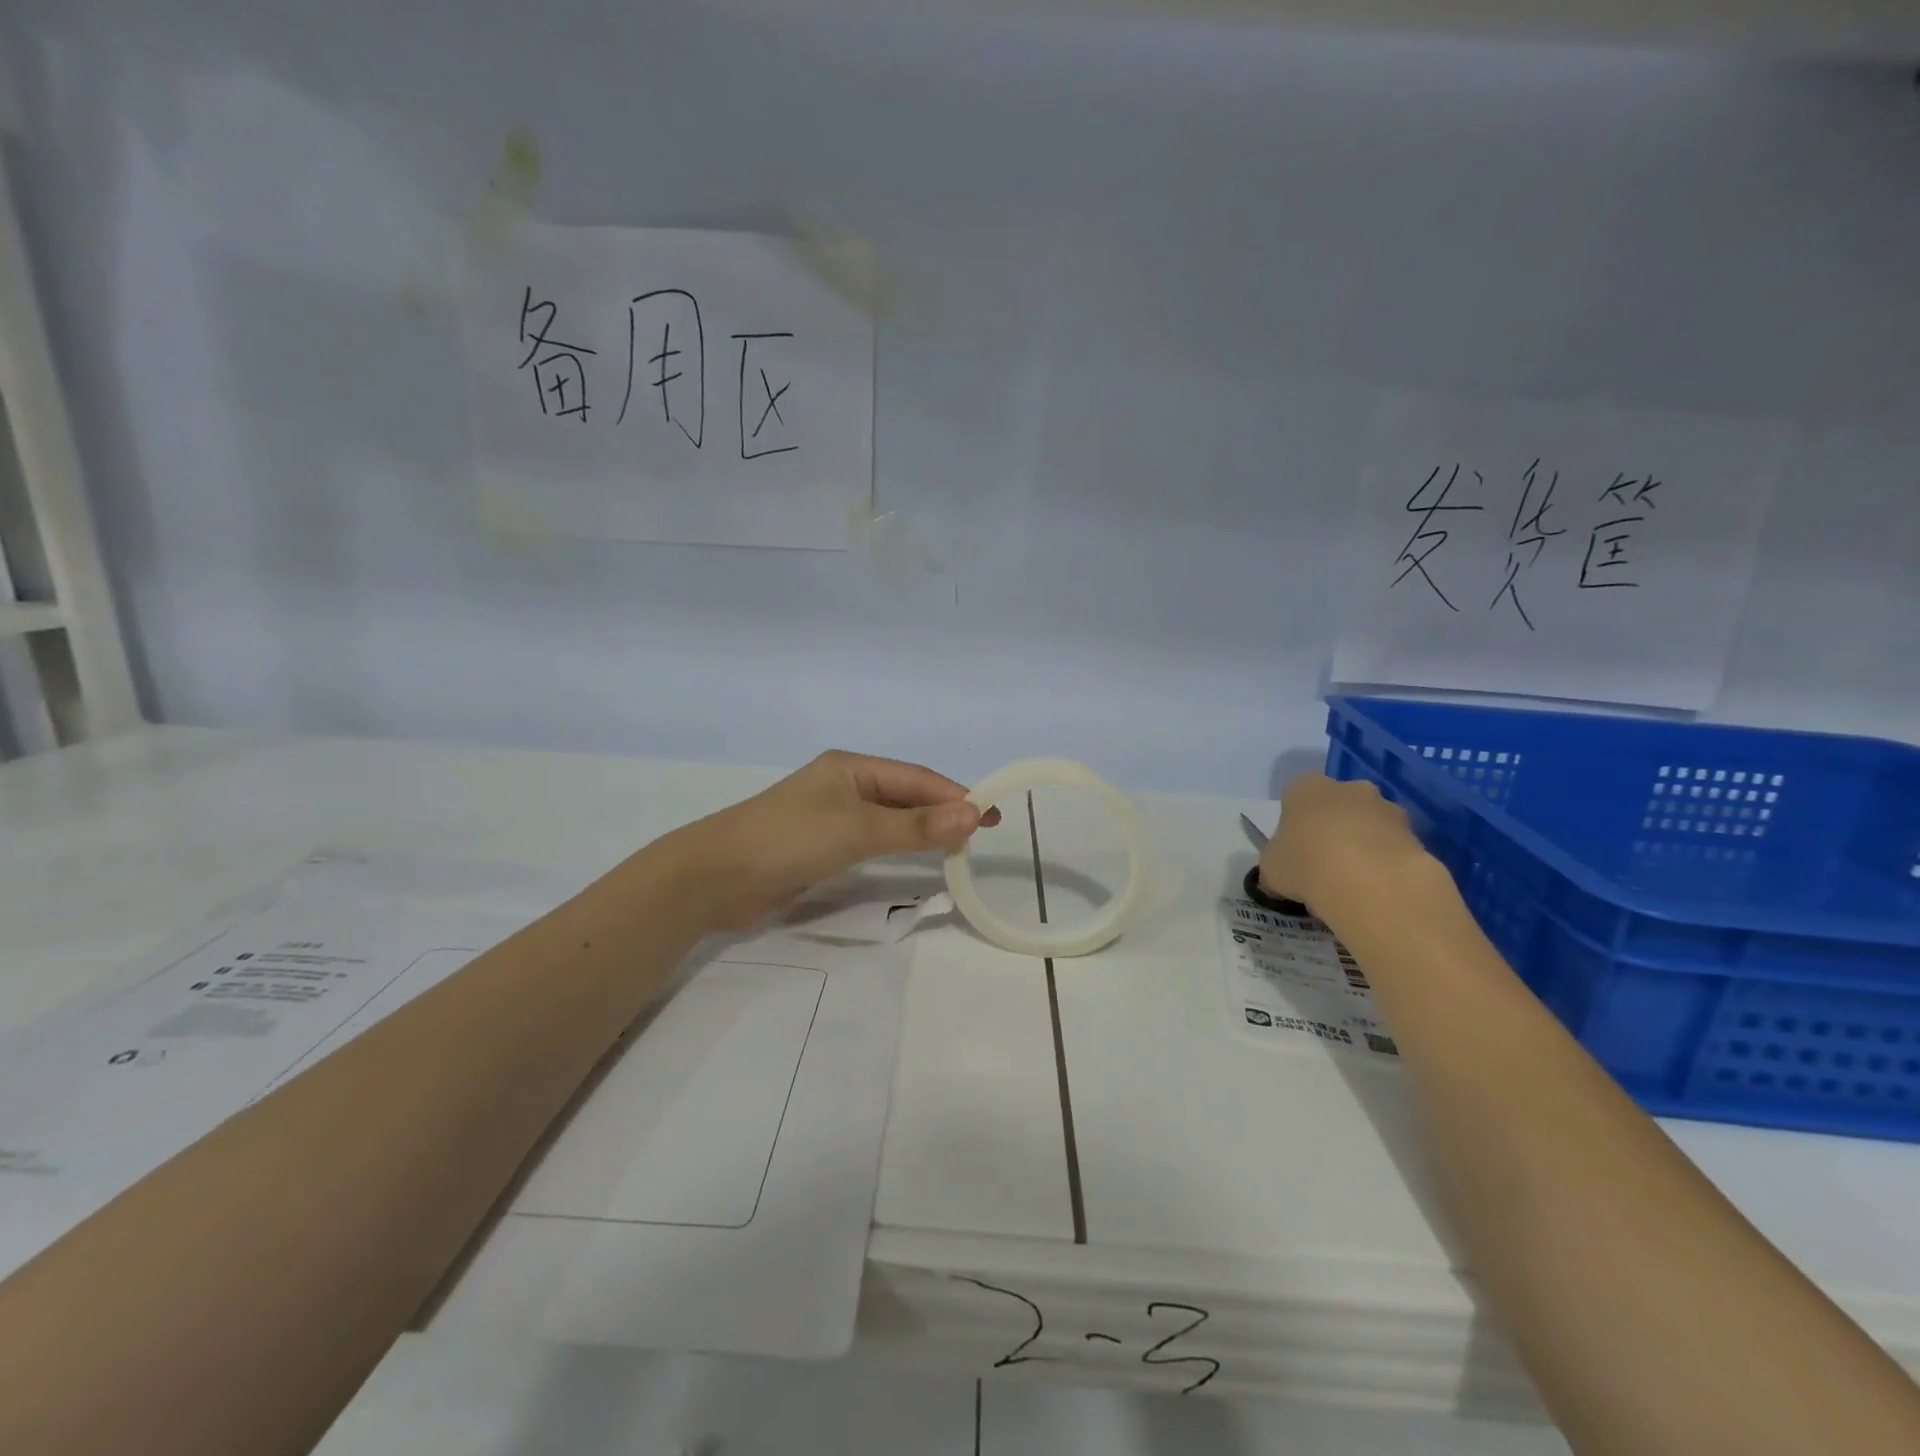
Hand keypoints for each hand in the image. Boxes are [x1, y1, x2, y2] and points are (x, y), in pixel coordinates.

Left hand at [666, 751, 999, 930]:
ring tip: (956, 848)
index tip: (991, 815)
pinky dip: (896, 848)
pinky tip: (913, 860)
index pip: (915, 777)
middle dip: (941, 813)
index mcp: (850, 768)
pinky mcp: (820, 847)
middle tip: (979, 836)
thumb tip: (974, 814)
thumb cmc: (789, 840)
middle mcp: (843, 786)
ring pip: (888, 820)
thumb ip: (915, 827)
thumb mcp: (857, 830)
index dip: (955, 795)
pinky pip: (870, 842)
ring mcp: (829, 817)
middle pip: (904, 796)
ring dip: (921, 831)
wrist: (714, 878)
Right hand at [1258, 773, 1434, 918]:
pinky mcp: (1417, 836)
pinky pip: (1394, 849)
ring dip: (1363, 847)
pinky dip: (1386, 866)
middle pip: (1338, 807)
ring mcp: (1387, 809)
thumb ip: (1276, 866)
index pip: (1297, 797)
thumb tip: (1280, 878)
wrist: (1368, 881)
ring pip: (1370, 826)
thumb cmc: (1304, 863)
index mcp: (1306, 787)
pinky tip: (1376, 893)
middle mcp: (1349, 788)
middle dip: (1334, 831)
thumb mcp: (1271, 869)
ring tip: (1353, 887)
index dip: (1296, 825)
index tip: (1295, 852)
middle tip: (1324, 868)